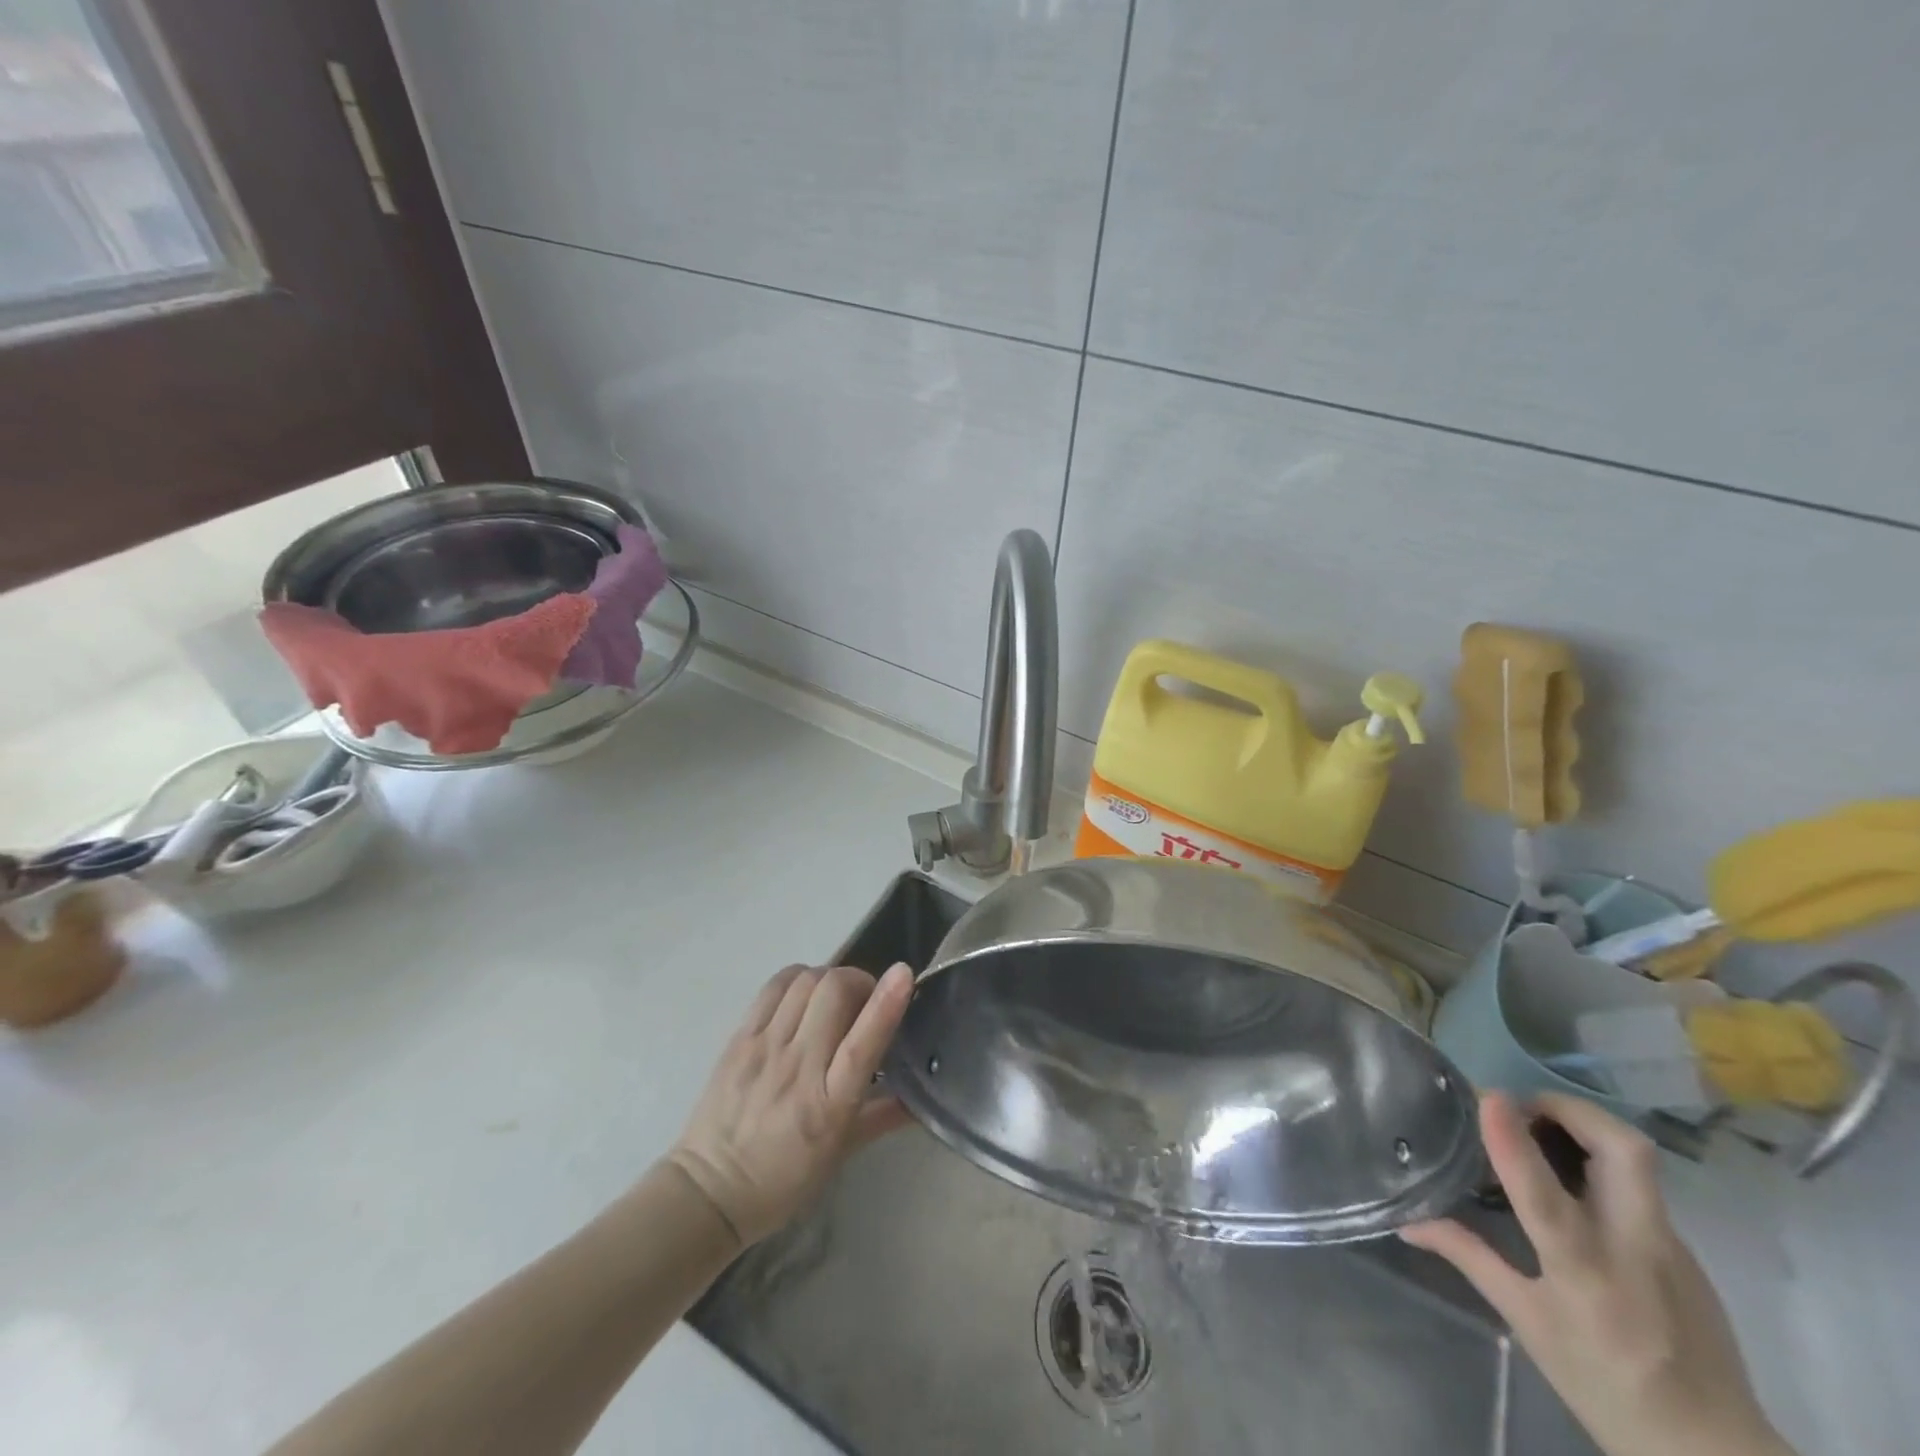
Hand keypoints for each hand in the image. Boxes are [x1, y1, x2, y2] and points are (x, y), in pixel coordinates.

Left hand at [668, 963, 914, 1247]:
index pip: (862, 1042)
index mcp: (828, 1105)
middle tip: (864, 999)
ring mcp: (765, 1048)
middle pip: (833, 992)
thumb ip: (882, 1117)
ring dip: (830, 978)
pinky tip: (804, 994)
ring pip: (805, 981)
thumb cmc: (783, 1179)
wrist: (709, 1190)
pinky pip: (774, 986)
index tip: (904, 973)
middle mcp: (798, 1068)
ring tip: (834, 997)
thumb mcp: (840, 1155)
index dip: (886, 1003)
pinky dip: (798, 978)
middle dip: (859, 981)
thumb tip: (920, 1098)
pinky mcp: (740, 1037)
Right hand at [1400, 1093, 1792, 1455]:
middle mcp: (1634, 1247)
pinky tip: (1572, 1183)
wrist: (1716, 1453)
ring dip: (1585, 1127)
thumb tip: (1408, 1222)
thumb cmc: (1606, 1387)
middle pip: (1624, 1151)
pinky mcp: (1686, 1250)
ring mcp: (1670, 1246)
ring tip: (1539, 1132)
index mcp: (1584, 1272)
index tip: (1489, 1097)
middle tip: (1523, 1107)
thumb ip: (1470, 1257)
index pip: (1545, 1195)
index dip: (1514, 1141)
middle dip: (1570, 1109)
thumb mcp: (1528, 1324)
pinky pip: (1639, 1185)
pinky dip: (1599, 1163)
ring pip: (1636, 1159)